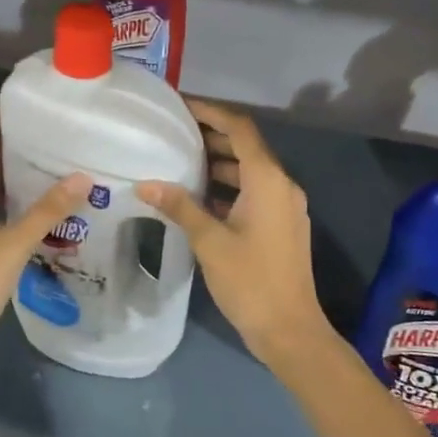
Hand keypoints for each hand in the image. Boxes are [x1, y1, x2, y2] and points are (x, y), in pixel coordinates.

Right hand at [137, 99, 327, 372]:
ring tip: (182, 162)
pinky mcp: (283, 226)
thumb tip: (146, 184)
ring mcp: (286, 206)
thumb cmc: (250, 281)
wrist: (290, 329)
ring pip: (251, 172)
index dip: (212, 113)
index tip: (182, 107)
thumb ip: (180, 207)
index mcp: (268, 180)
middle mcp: (282, 185)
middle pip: (247, 147)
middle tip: (175, 133)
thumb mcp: (210, 242)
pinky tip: (201, 198)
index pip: (240, 129)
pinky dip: (230, 187)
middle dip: (213, 137)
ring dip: (221, 163)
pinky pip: (255, 192)